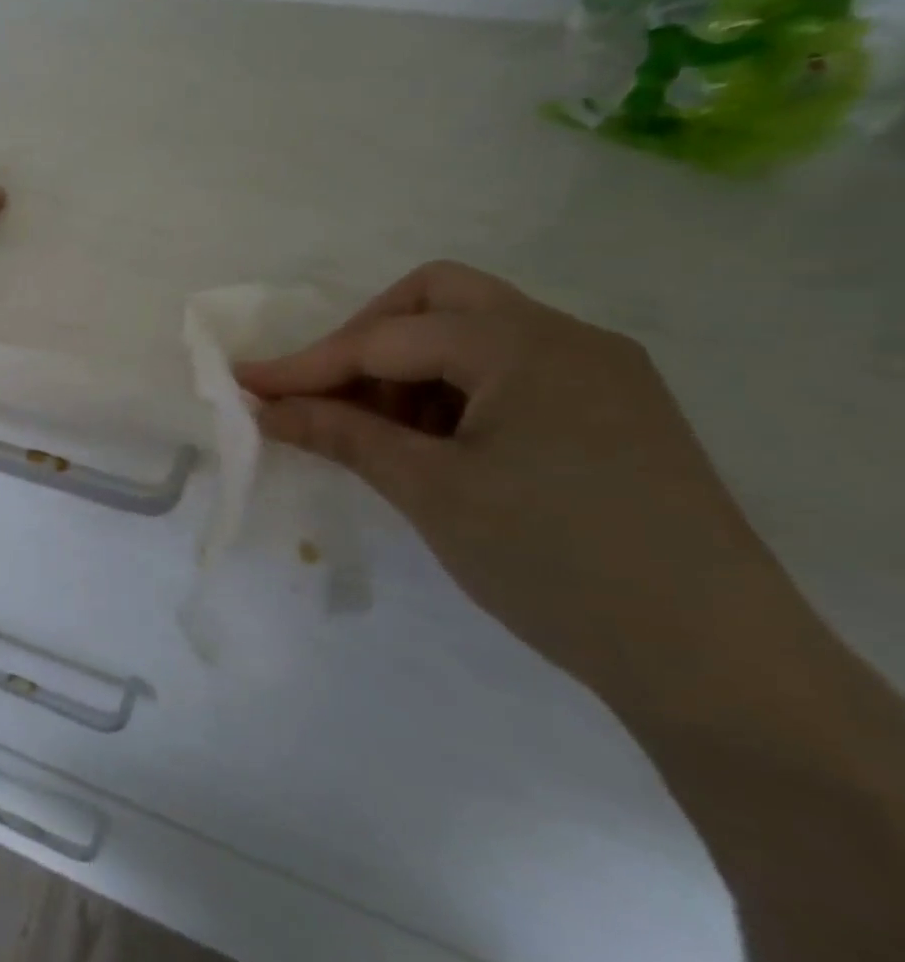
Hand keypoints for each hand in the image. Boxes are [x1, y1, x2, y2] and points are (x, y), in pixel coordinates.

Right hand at [237, 261, 802, 715]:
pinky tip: (433, 446)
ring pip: (473, 333)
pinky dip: (452, 393)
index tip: (247, 383)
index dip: (308, 363)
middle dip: (367, 337)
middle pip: (439, 298)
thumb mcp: (430, 492)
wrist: (715, 663)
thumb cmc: (554, 562)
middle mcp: (567, 338)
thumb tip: (265, 407)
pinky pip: (508, 373)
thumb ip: (341, 434)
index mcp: (525, 346)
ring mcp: (597, 373)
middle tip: (326, 391)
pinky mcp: (610, 411)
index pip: (387, 339)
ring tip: (377, 433)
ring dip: (408, 369)